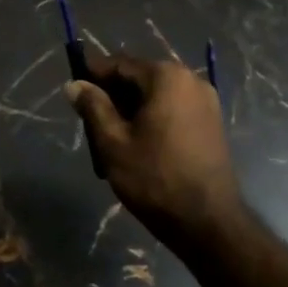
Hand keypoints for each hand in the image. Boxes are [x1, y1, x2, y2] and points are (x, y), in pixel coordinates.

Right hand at [63, 52, 245, 249]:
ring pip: (157, 94)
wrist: (208, 222)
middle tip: (89, 119)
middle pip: (141, 77)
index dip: (94, 73)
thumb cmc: (155, 178)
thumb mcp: (113, 142)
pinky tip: (139, 142)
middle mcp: (191, 79)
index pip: (121, 64)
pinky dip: (153, 117)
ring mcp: (207, 101)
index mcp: (166, 77)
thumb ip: (93, 107)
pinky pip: (174, 108)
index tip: (74, 88)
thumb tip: (74, 84)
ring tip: (111, 135)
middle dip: (113, 94)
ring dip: (133, 107)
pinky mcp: (213, 122)